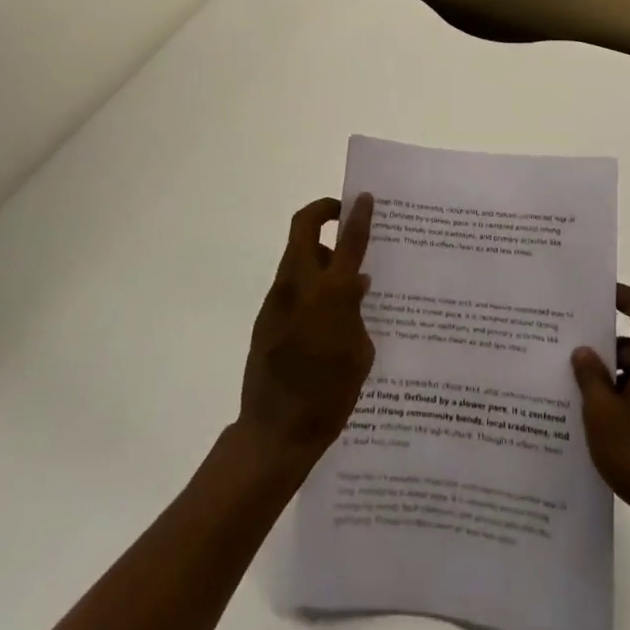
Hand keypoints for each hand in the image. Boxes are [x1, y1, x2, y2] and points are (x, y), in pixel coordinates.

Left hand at [237, 195, 376, 476]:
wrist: (275, 431)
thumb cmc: (330, 396)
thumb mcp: (360, 353)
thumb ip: (359, 312)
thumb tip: (357, 285)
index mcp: (331, 294)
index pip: (348, 241)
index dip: (358, 215)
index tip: (364, 197)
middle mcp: (300, 286)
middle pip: (303, 227)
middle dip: (322, 211)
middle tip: (341, 215)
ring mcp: (277, 299)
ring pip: (296, 254)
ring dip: (317, 251)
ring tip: (342, 277)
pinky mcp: (265, 316)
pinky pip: (290, 283)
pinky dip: (308, 281)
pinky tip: (325, 311)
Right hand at [573, 284, 629, 557]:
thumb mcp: (602, 415)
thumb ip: (590, 377)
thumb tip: (584, 351)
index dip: (620, 295)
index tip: (593, 294)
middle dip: (603, 347)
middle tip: (567, 352)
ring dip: (611, 379)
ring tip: (574, 392)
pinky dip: (624, 403)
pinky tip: (596, 424)